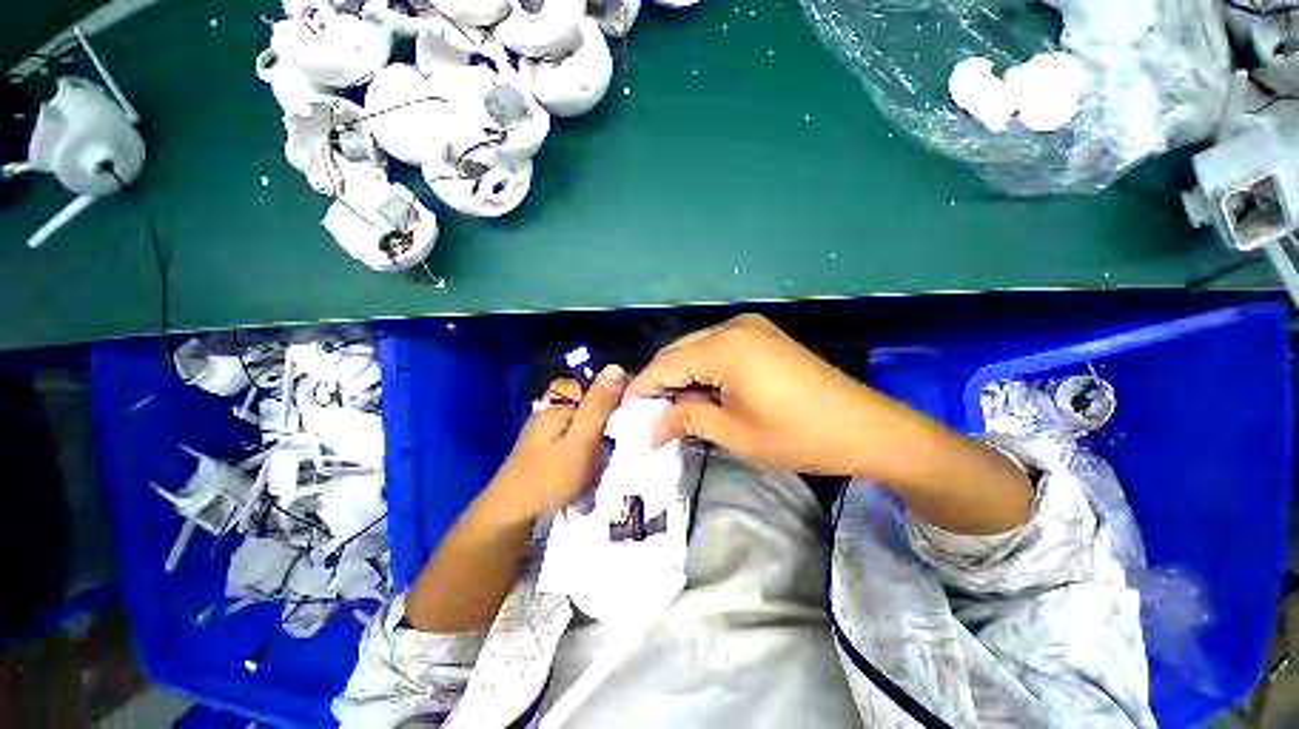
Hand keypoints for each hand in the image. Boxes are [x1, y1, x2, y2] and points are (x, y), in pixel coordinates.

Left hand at [482, 366, 626, 523]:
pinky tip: (590, 466)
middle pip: (590, 402)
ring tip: (603, 459)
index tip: (630, 412)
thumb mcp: (582, 439)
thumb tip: (615, 366)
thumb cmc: (550, 476)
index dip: (615, 394)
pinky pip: (577, 436)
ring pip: (586, 421)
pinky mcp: (548, 443)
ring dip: (598, 437)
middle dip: (606, 421)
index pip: (595, 382)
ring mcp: (548, 426)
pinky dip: (587, 448)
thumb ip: (599, 404)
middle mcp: (552, 408)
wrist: (511, 515)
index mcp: (559, 401)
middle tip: (614, 442)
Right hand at [627, 314, 919, 476]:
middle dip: (660, 382)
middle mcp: (732, 326)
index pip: (664, 365)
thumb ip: (685, 420)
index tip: (624, 411)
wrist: (865, 427)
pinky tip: (704, 392)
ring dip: (681, 375)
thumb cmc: (797, 434)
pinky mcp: (763, 335)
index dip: (642, 389)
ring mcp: (751, 327)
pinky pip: (718, 348)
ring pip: (696, 348)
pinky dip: (703, 369)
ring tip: (677, 408)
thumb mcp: (733, 432)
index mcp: (723, 346)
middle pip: (678, 351)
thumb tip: (649, 429)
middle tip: (650, 415)